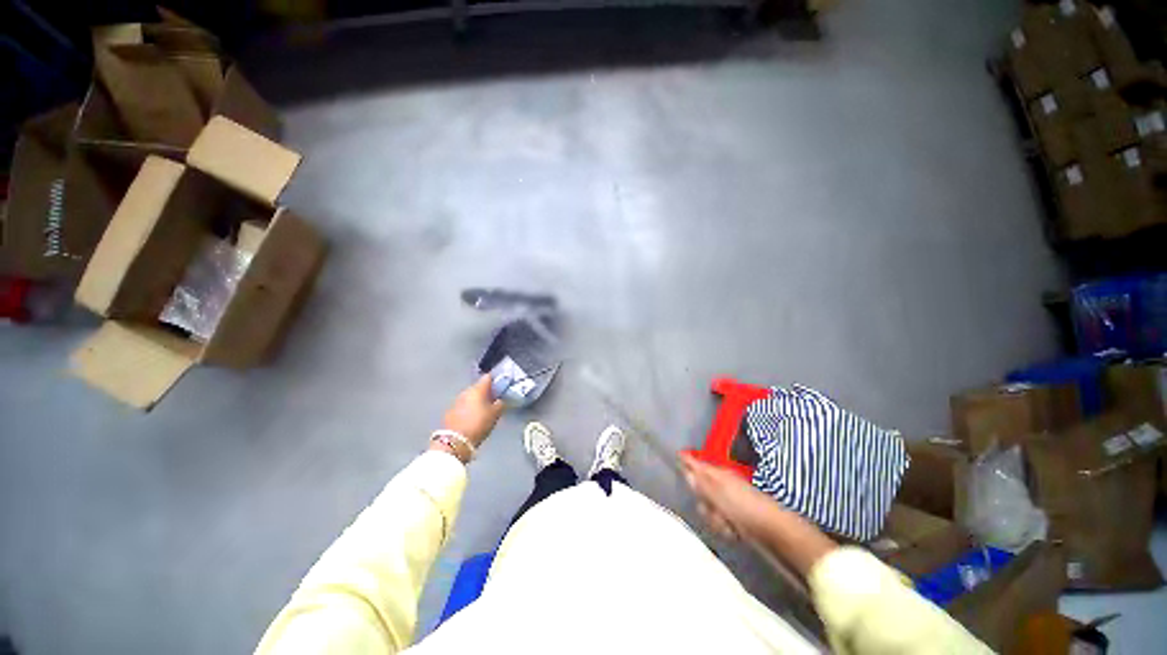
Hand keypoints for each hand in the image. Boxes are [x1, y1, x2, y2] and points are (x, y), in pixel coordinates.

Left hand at [442, 374, 506, 446]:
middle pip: (478, 387)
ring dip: (476, 400)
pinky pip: (462, 405)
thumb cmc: (479, 424)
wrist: (455, 441)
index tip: (500, 388)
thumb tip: (499, 400)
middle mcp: (466, 391)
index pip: (488, 377)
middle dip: (485, 392)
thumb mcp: (495, 414)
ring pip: (469, 396)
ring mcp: (456, 401)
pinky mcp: (449, 411)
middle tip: (493, 401)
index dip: (495, 381)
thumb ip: (500, 404)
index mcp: (478, 389)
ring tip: (482, 410)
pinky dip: (468, 408)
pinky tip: (471, 417)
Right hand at [680, 453, 778, 541]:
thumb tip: (685, 466)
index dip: (686, 462)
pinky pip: (720, 520)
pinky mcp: (736, 515)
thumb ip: (700, 482)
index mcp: (718, 474)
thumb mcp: (718, 494)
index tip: (675, 458)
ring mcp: (729, 500)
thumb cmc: (744, 507)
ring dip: (715, 519)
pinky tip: (734, 532)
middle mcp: (722, 484)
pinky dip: (725, 527)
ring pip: (709, 509)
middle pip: (700, 492)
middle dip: (704, 504)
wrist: (774, 529)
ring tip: (727, 525)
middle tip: (711, 510)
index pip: (696, 464)